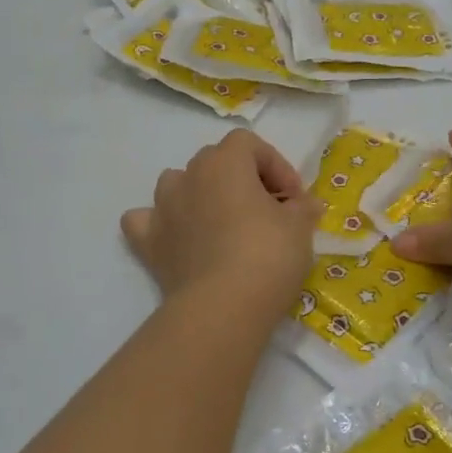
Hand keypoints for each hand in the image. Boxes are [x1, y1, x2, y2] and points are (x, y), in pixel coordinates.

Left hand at [121, 129, 319, 321]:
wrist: (223, 307)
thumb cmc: (267, 256)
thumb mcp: (300, 228)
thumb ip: (302, 208)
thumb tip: (305, 205)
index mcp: (224, 163)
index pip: (249, 144)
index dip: (276, 166)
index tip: (294, 199)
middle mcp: (188, 177)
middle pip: (215, 161)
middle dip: (242, 179)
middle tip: (267, 212)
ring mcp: (163, 209)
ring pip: (178, 184)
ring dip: (200, 195)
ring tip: (223, 223)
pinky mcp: (149, 243)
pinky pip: (146, 220)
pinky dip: (161, 224)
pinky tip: (178, 238)